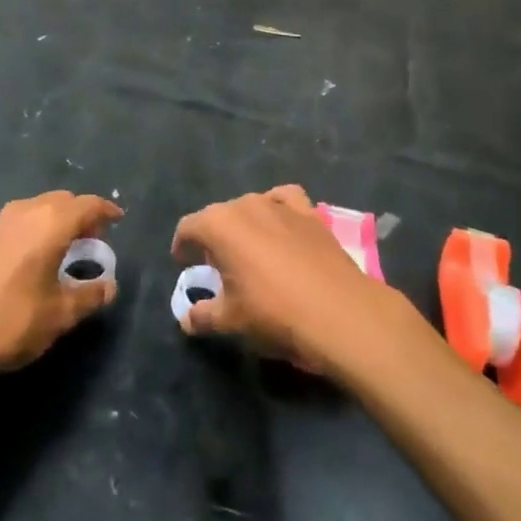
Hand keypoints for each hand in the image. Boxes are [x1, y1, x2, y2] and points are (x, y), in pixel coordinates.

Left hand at [0, 192, 121, 379]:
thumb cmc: (11, 322)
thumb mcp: (60, 315)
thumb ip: (90, 296)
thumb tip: (109, 286)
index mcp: (49, 223)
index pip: (86, 205)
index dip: (105, 210)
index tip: (117, 219)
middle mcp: (23, 212)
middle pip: (60, 201)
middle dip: (79, 215)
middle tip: (91, 240)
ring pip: (34, 208)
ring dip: (53, 220)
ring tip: (61, 248)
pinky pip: (13, 222)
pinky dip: (29, 230)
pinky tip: (27, 258)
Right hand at [172, 186, 402, 375]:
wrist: (337, 311)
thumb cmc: (273, 312)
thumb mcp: (230, 320)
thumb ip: (203, 316)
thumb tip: (187, 320)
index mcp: (219, 224)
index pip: (189, 227)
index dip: (183, 245)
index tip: (184, 264)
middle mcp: (247, 205)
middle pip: (220, 215)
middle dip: (214, 237)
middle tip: (218, 267)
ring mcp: (280, 205)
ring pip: (252, 206)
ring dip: (245, 225)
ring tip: (250, 252)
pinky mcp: (310, 212)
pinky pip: (285, 201)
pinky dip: (278, 209)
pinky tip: (281, 228)